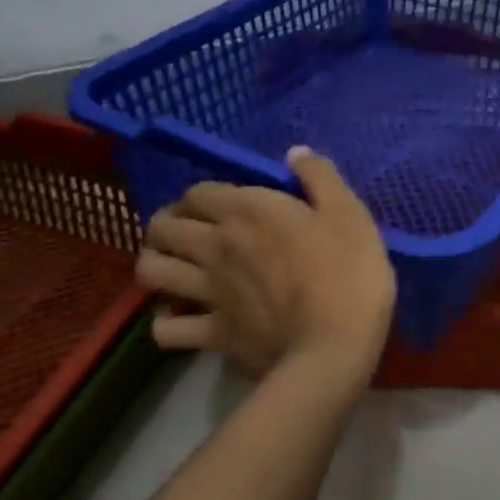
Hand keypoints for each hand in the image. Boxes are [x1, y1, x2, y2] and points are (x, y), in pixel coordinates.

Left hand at [135, 147, 396, 385]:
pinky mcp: (211, 333)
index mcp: (246, 211)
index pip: (197, 192)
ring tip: (174, 269)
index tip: (215, 205)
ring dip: (156, 264)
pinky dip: (167, 322)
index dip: (201, 196)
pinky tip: (182, 318)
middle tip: (186, 233)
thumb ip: (319, 177)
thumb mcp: (348, 214)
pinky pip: (165, 329)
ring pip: (151, 271)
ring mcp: (207, 292)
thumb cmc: (348, 274)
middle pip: (161, 226)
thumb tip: (294, 152)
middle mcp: (215, 246)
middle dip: (166, 224)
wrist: (334, 347)